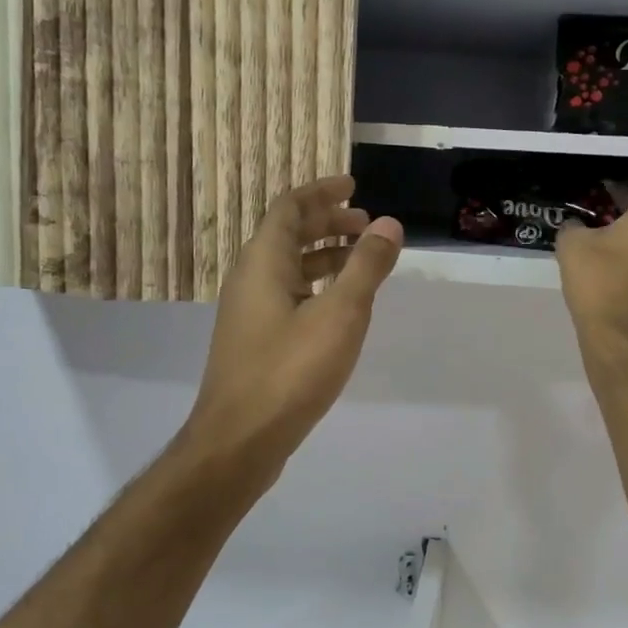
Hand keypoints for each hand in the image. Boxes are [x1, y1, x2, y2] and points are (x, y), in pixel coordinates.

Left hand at [185, 175, 402, 468]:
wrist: (239, 440)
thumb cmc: (290, 371)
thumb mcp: (340, 314)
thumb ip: (366, 266)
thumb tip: (388, 224)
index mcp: (263, 261)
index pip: (290, 207)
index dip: (322, 192)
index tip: (355, 186)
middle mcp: (250, 278)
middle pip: (287, 233)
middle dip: (328, 222)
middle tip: (367, 224)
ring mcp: (250, 312)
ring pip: (289, 267)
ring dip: (325, 255)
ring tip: (363, 260)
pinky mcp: (256, 341)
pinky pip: (288, 295)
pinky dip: (317, 286)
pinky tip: (341, 307)